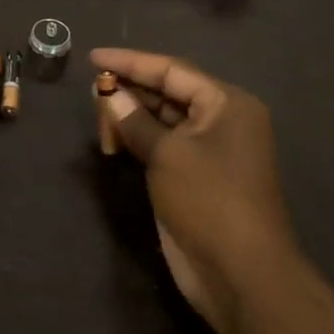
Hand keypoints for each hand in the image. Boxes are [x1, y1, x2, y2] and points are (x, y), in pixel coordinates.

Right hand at [91, 49, 302, 333]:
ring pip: (163, 119)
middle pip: (168, 92)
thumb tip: (108, 94)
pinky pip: (162, 145)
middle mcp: (222, 121)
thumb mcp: (168, 153)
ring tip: (99, 117)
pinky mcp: (195, 177)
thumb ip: (135, 120)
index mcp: (226, 104)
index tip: (93, 57)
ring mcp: (209, 151)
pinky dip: (138, 139)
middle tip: (92, 92)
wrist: (241, 275)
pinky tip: (113, 139)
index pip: (172, 70)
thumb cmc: (209, 200)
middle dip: (129, 90)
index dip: (130, 61)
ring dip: (130, 116)